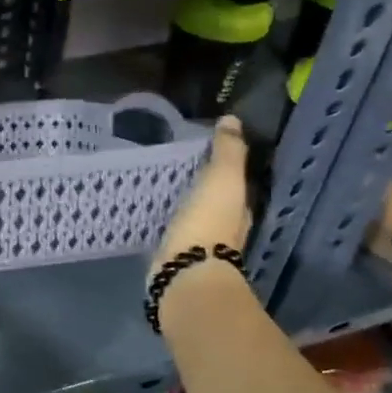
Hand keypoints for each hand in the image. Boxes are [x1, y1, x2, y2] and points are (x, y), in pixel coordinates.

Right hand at [155, 115, 252, 268]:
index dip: (224, 167)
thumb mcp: (222, 178)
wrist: (185, 273)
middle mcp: (226, 228)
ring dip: (183, 204)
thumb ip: (227, 151)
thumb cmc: (209, 222)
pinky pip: (173, 230)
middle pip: (216, 201)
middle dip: (201, 186)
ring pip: (194, 216)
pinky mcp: (176, 256)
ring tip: (160, 186)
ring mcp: (201, 245)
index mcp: (240, 208)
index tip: (204, 150)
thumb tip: (232, 120)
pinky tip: (152, 212)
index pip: (236, 183)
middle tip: (178, 166)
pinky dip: (167, 220)